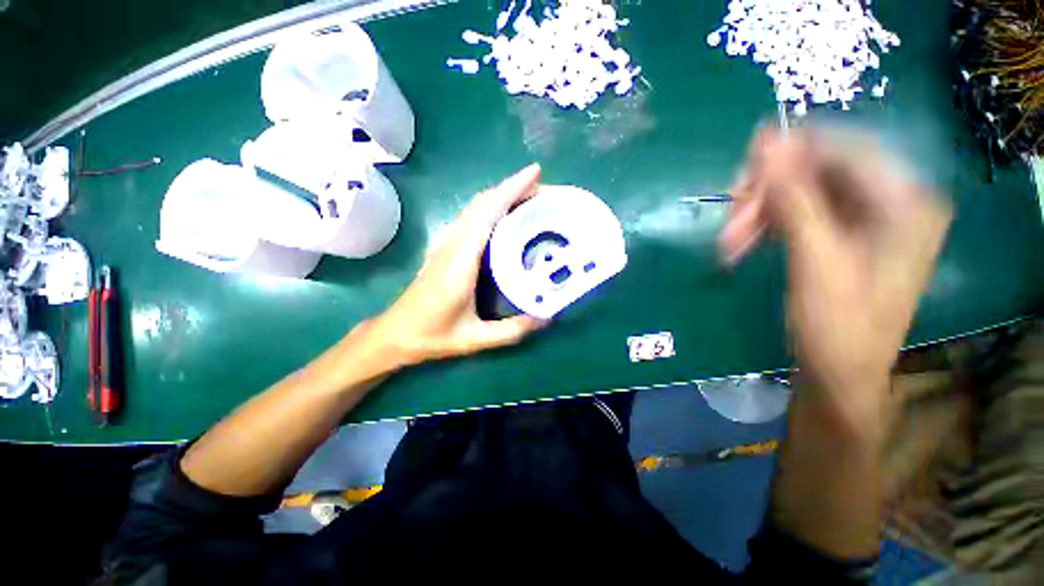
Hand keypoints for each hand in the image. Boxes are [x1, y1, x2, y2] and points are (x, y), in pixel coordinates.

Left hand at [370, 165, 547, 367]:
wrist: (395, 333)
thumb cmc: (431, 335)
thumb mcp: (474, 338)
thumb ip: (512, 330)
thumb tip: (547, 317)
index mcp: (460, 259)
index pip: (487, 212)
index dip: (511, 189)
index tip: (535, 173)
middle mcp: (453, 243)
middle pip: (483, 203)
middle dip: (513, 189)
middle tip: (544, 190)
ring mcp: (448, 244)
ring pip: (477, 208)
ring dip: (503, 197)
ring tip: (531, 200)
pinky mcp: (447, 249)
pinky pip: (473, 220)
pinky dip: (493, 210)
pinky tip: (507, 219)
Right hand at [720, 128, 952, 434]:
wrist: (839, 374)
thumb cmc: (836, 325)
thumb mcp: (814, 258)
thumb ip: (792, 196)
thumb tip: (764, 140)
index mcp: (904, 201)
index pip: (842, 149)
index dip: (787, 156)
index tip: (739, 182)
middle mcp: (891, 200)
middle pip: (817, 170)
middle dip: (765, 195)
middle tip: (729, 225)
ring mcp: (866, 218)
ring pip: (800, 193)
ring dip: (758, 214)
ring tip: (728, 244)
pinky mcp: (843, 235)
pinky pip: (798, 213)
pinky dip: (766, 225)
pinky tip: (743, 244)